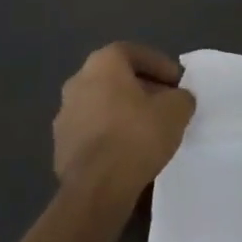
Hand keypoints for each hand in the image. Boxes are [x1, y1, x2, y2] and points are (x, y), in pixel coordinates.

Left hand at [53, 43, 196, 196]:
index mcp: (102, 63)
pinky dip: (109, 134)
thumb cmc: (136, 135)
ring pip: (102, 105)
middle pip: (116, 78)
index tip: (176, 83)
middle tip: (164, 104)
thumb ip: (181, 97)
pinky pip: (92, 131)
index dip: (160, 66)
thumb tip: (178, 99)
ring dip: (123, 112)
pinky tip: (127, 151)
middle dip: (142, 88)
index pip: (135, 53)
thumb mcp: (176, 110)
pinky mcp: (60, 146)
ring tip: (147, 130)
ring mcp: (65, 115)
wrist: (96, 188)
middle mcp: (78, 81)